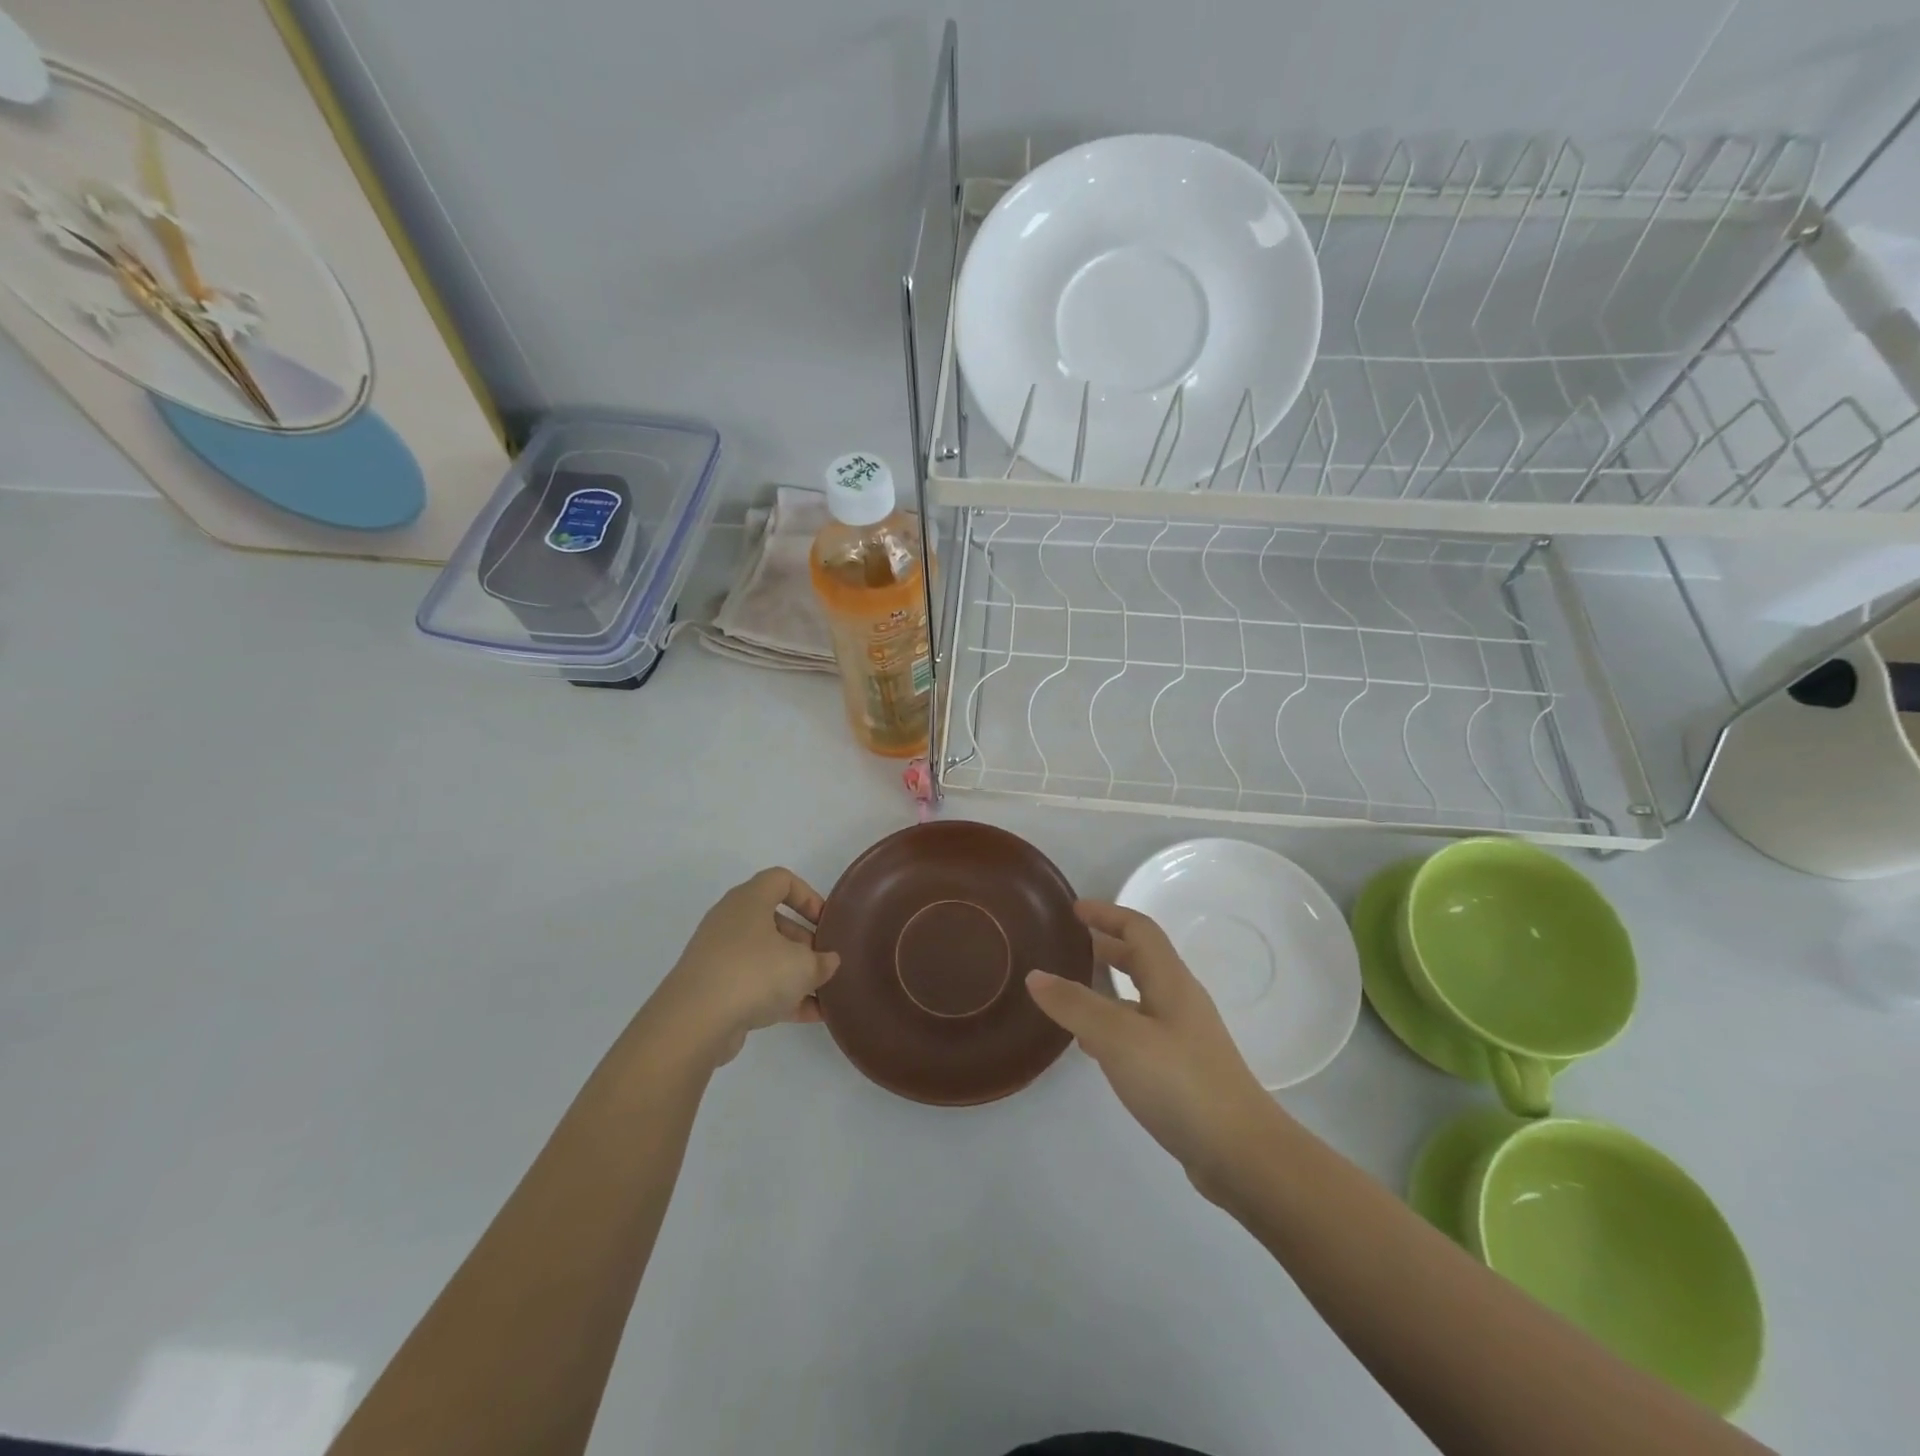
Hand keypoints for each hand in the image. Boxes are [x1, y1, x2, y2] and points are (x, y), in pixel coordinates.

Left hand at [650, 868, 839, 1067]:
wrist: (694, 1021)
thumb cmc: (754, 973)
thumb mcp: (803, 966)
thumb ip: (822, 961)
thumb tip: (828, 961)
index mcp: (749, 900)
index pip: (781, 880)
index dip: (808, 896)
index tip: (824, 921)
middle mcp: (730, 921)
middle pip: (773, 921)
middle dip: (803, 941)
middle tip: (823, 961)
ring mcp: (718, 956)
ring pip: (764, 955)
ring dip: (793, 973)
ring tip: (822, 994)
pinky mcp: (713, 988)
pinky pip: (752, 983)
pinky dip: (778, 995)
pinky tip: (807, 1016)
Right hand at [1027, 901, 1275, 1195]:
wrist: (1241, 1153)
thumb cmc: (1180, 1082)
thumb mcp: (1118, 1038)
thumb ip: (1075, 1005)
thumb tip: (1036, 975)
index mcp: (1170, 981)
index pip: (1139, 929)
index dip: (1107, 914)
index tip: (1073, 910)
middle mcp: (1180, 1001)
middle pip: (1141, 959)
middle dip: (1105, 947)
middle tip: (1066, 948)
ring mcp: (1184, 1037)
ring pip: (1140, 997)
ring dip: (1107, 988)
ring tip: (1070, 994)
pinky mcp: (1183, 1070)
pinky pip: (1141, 1031)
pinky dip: (1114, 1024)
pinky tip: (1093, 1046)